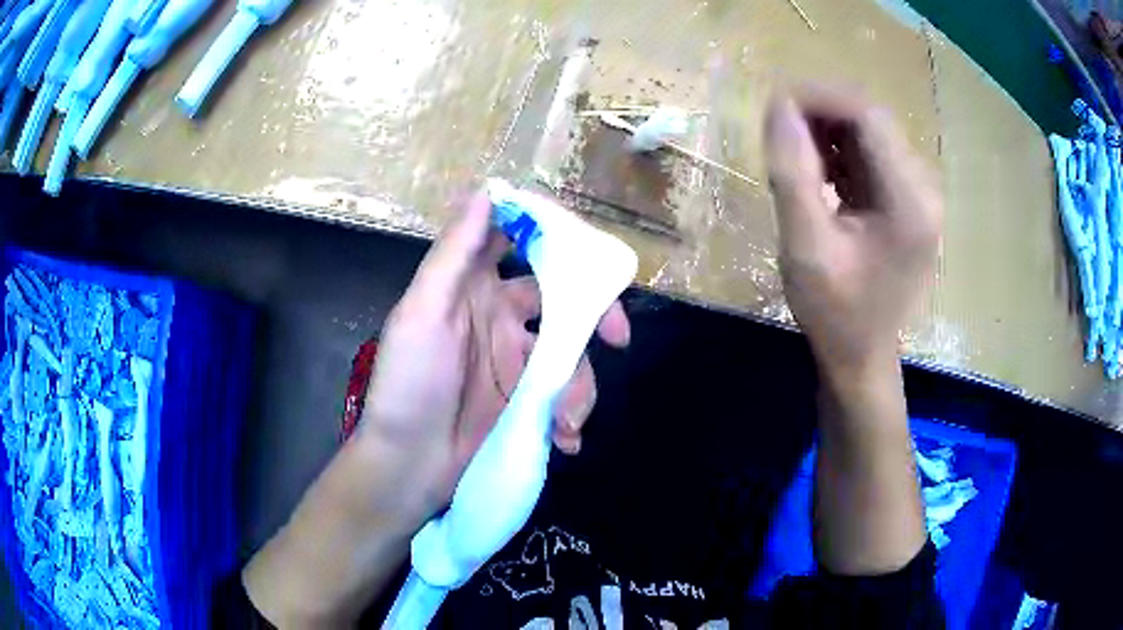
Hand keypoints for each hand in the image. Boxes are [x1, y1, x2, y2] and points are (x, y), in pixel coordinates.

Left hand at [358, 187, 629, 524]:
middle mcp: (500, 314)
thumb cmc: (409, 384)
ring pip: (572, 351)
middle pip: (563, 295)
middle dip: (597, 313)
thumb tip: (486, 191)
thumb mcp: (423, 313)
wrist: (410, 464)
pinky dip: (572, 413)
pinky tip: (563, 437)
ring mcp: (517, 359)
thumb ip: (454, 254)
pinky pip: (565, 392)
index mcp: (472, 285)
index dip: (553, 235)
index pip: (518, 240)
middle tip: (618, 336)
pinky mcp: (527, 398)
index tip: (587, 250)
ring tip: (565, 419)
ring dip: (579, 383)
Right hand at [764, 85, 941, 373]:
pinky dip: (839, 153)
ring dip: (827, 132)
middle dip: (821, 113)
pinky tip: (816, 174)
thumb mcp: (806, 247)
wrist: (862, 357)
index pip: (868, 116)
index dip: (819, 98)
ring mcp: (918, 195)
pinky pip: (871, 156)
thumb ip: (792, 173)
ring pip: (870, 134)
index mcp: (909, 201)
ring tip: (792, 156)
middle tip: (778, 133)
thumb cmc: (835, 313)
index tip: (774, 105)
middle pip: (872, 120)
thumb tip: (778, 107)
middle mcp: (923, 189)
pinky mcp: (907, 202)